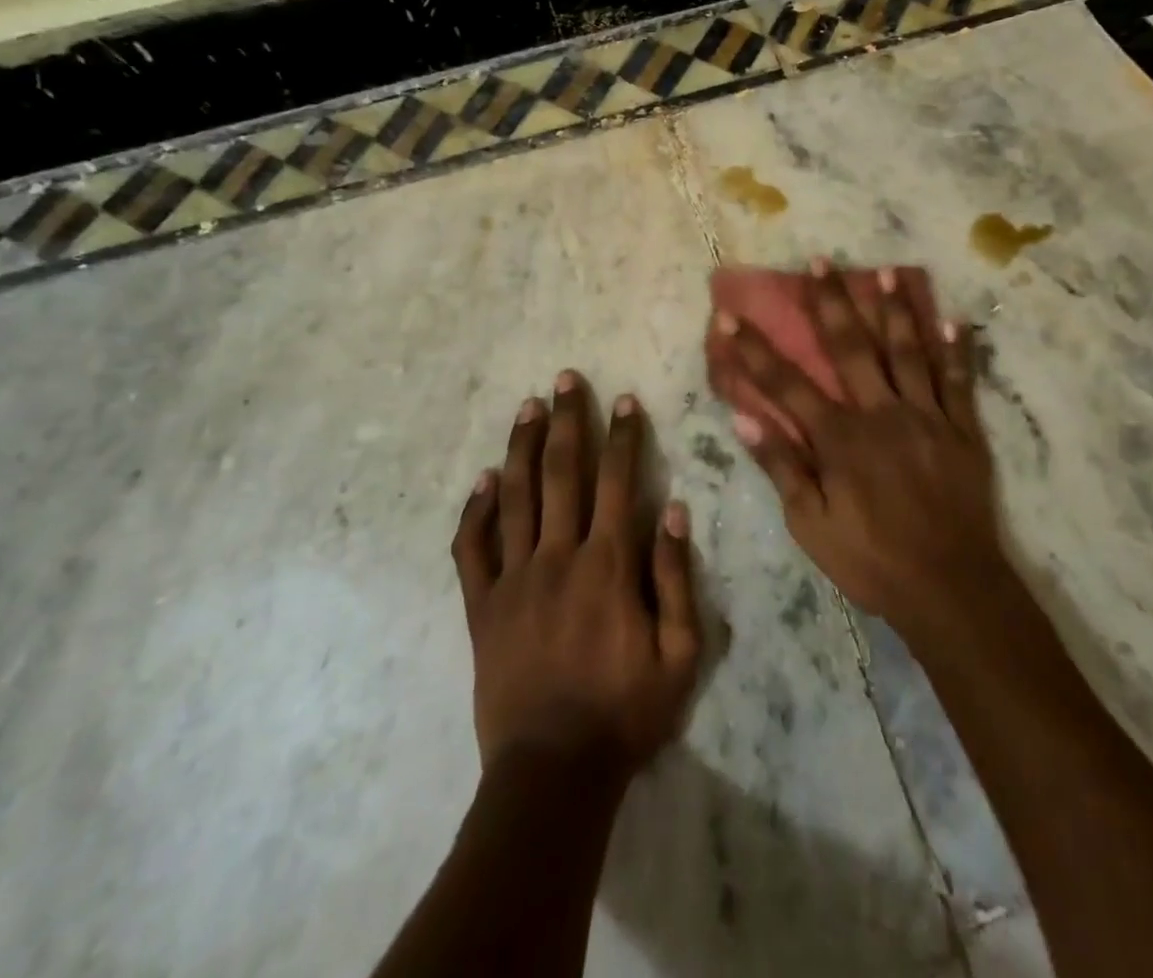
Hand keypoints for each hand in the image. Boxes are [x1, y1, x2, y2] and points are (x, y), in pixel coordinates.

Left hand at [452, 373, 701, 778]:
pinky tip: (483, 480)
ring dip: (522, 447)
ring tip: (527, 406)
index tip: (624, 400)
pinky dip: (475, 511)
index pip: (617, 482)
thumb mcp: (680, 654)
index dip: (623, 437)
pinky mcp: (481, 607)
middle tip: (566, 379)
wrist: (553, 773)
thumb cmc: (626, 712)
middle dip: (567, 421)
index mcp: (607, 565)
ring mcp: (513, 580)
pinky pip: (472, 549)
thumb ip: (676, 578)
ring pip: (515, 497)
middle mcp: (557, 557)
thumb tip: (673, 510)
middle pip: (562, 473)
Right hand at [710, 265, 1006, 639]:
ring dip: (895, 309)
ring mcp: (927, 417)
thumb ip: (781, 467)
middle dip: (831, 302)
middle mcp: (882, 413)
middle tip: (820, 261)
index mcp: (840, 438)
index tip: (730, 316)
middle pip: (852, 347)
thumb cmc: (872, 560)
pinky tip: (954, 321)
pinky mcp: (963, 430)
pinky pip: (959, 382)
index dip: (754, 349)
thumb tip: (744, 419)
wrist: (950, 588)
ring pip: (908, 351)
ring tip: (885, 271)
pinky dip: (957, 351)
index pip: (786, 384)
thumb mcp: (811, 525)